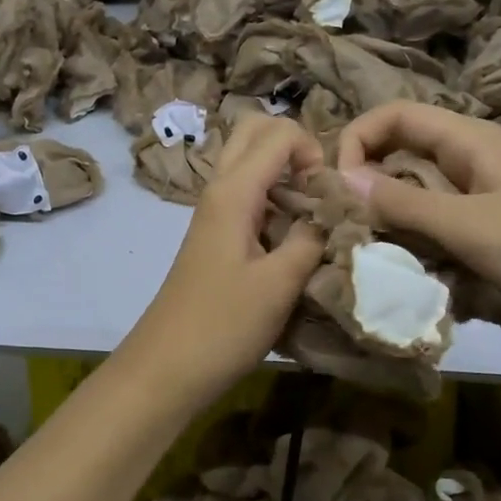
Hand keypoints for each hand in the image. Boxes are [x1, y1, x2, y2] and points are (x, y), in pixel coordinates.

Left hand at [115, 115, 325, 409]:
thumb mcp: (279, 284)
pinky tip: (291, 242)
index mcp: (233, 191)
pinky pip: (246, 196)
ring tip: (313, 219)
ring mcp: (213, 213)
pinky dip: (273, 201)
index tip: (330, 196)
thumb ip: (312, 239)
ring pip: (249, 164)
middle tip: (319, 191)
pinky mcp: (214, 236)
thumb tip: (334, 213)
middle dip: (294, 147)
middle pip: (255, 133)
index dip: (314, 152)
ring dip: (284, 175)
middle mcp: (219, 189)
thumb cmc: (223, 325)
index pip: (279, 133)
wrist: (166, 368)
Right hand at [337, 101, 500, 344]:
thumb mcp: (465, 224)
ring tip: (362, 238)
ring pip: (414, 186)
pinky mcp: (483, 227)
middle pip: (402, 148)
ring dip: (385, 207)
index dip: (359, 137)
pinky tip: (397, 256)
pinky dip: (409, 231)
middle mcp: (469, 158)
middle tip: (341, 213)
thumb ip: (402, 202)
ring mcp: (477, 194)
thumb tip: (341, 178)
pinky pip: (432, 218)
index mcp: (469, 140)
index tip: (338, 181)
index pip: (396, 114)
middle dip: (366, 173)